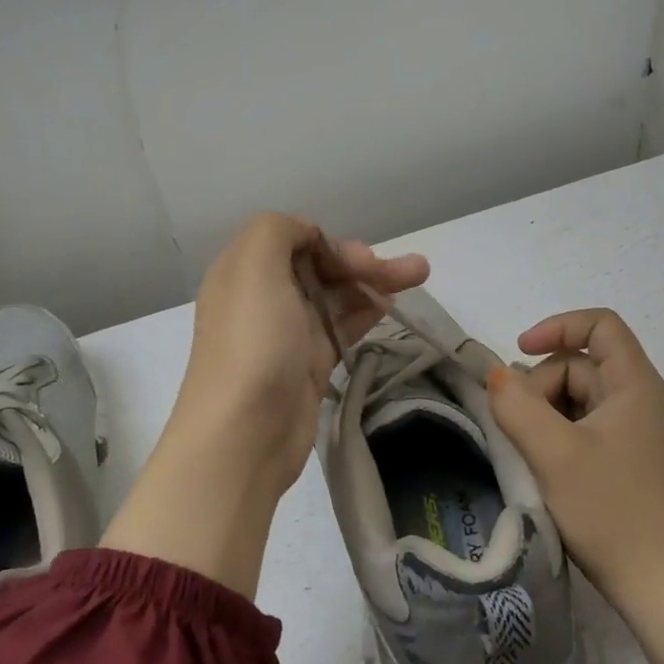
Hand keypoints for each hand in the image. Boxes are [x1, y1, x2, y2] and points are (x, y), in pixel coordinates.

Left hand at [102, 213, 427, 596]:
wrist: (245, 433)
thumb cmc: (252, 341)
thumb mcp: (254, 265)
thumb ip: (278, 230)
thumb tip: (307, 236)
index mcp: (244, 269)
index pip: (292, 239)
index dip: (329, 241)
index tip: (357, 258)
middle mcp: (263, 296)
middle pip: (318, 266)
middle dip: (361, 261)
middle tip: (406, 269)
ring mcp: (287, 332)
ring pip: (335, 295)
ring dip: (374, 281)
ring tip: (419, 273)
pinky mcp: (308, 364)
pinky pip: (341, 326)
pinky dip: (366, 311)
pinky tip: (392, 305)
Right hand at [485, 309, 663, 663]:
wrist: (660, 587)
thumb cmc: (610, 510)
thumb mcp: (553, 453)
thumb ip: (516, 405)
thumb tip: (497, 375)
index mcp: (634, 384)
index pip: (599, 324)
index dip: (557, 327)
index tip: (521, 352)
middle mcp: (637, 399)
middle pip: (579, 363)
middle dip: (540, 384)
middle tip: (520, 427)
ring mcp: (632, 431)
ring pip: (575, 396)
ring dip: (543, 413)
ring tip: (530, 452)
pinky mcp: (623, 459)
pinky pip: (580, 425)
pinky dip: (555, 434)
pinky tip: (543, 465)